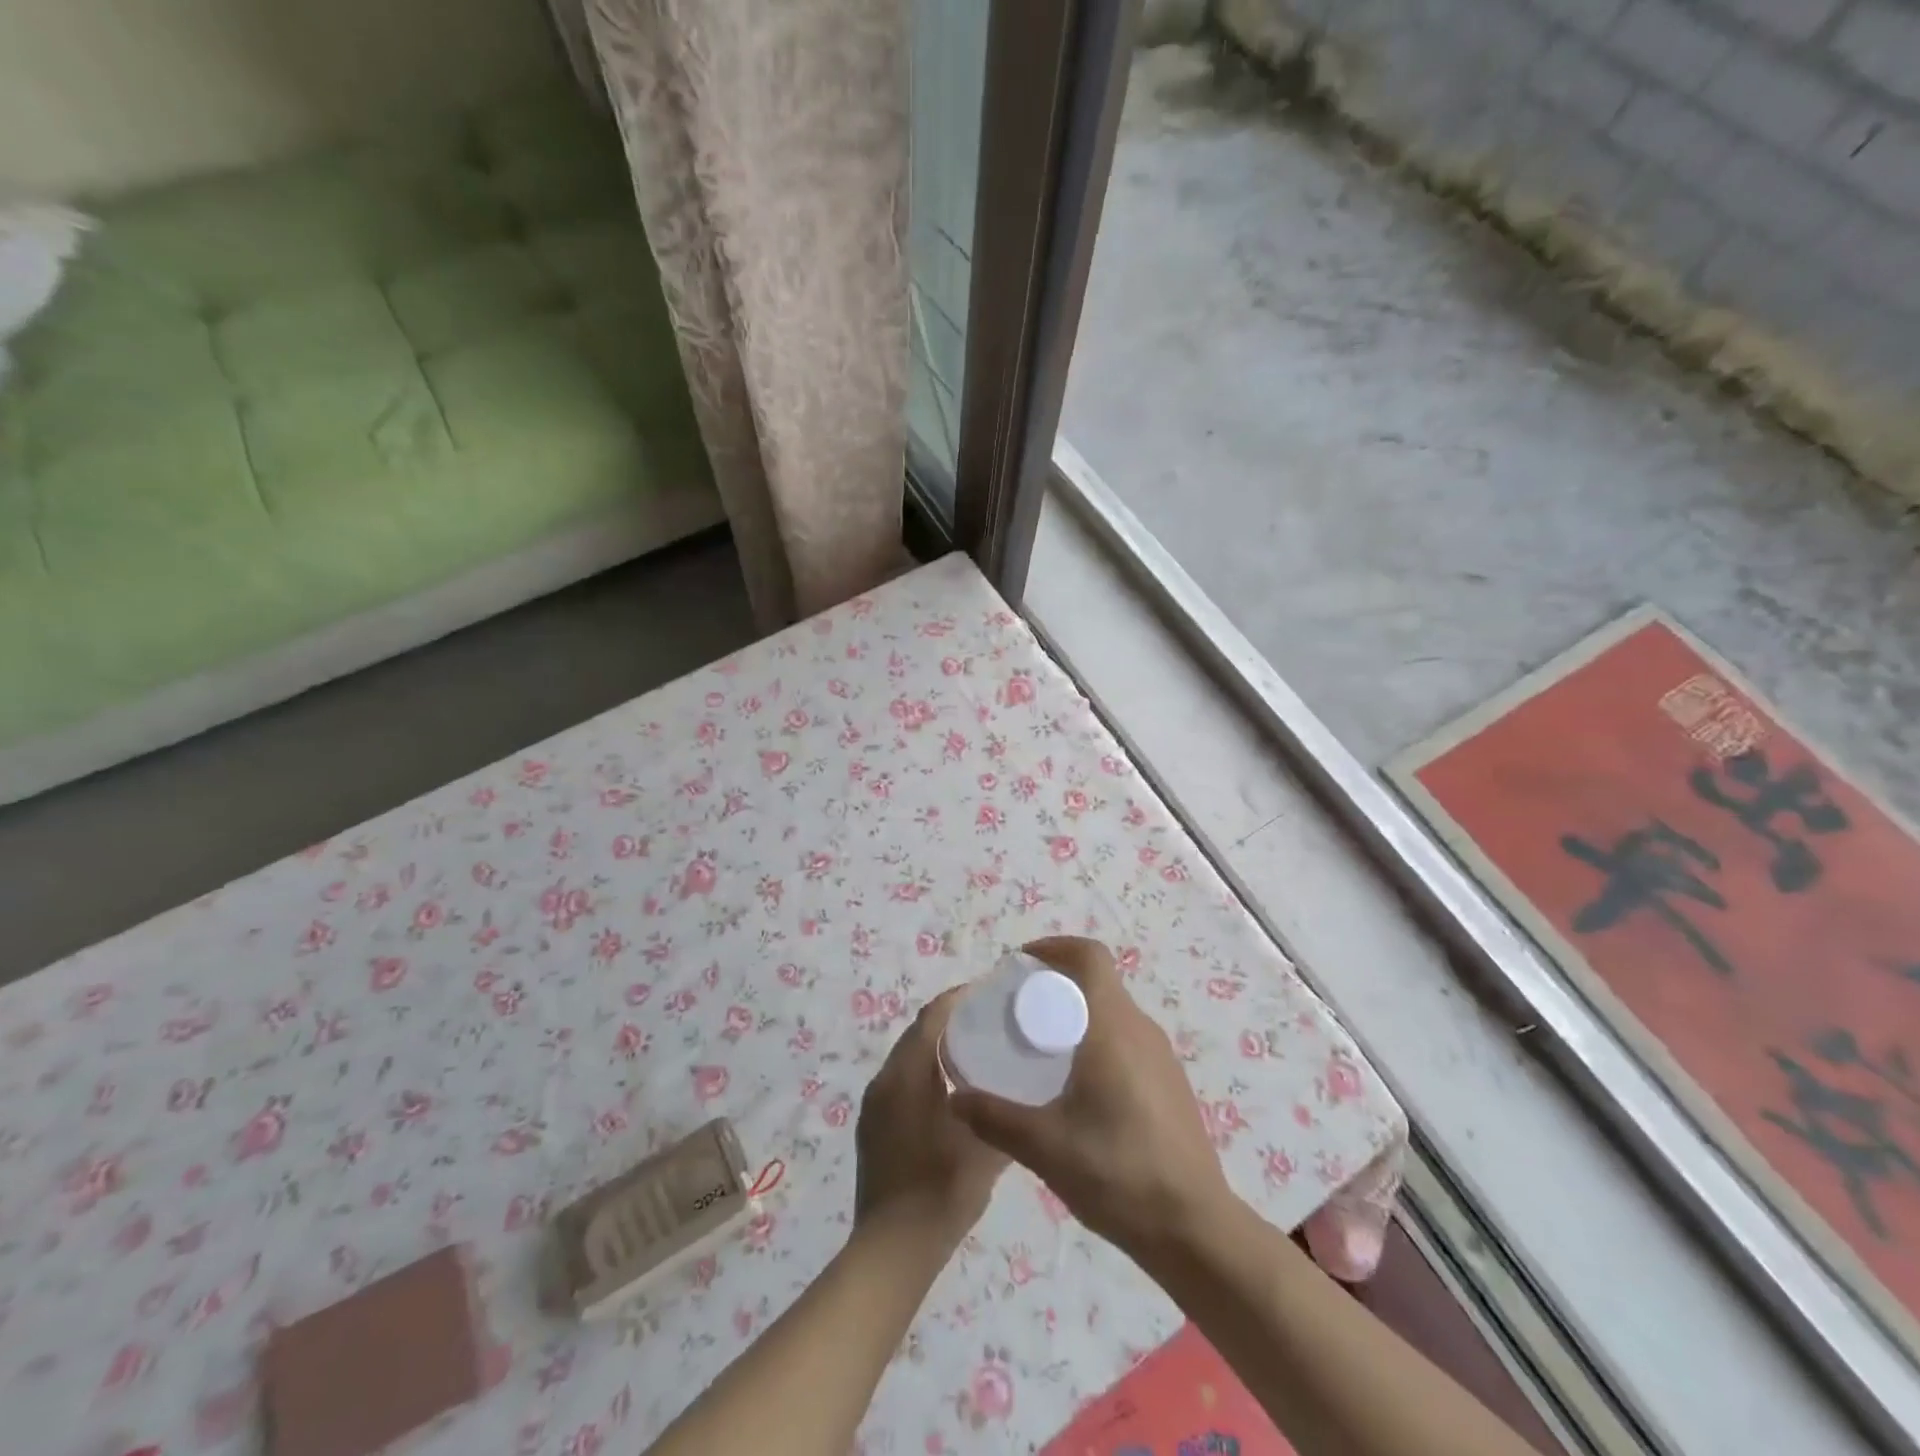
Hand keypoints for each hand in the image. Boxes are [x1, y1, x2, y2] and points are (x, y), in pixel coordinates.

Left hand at [854, 988, 1007, 1250]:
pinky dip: (925, 1071)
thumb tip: (1024, 1090)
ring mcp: (874, 1105)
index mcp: (906, 1076)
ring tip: (975, 1048)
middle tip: (988, 1018)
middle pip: (917, 1033)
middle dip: (949, 1019)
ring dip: (936, 1045)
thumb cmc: (941, 1191)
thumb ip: (1004, 1114)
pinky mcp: (873, 1126)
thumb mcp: (985, 1149)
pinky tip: (952, 1088)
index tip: (989, 991)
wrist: (892, 1250)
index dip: (958, 998)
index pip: (931, 1017)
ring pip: (908, 1057)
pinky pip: (901, 1080)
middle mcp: (884, 1081)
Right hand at [952, 936, 1231, 1256]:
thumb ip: (995, 1118)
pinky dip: (1097, 1040)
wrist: (1194, 1229)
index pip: (1090, 956)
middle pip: (1099, 981)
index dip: (1054, 947)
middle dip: (1057, 983)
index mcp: (1114, 1027)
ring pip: (1113, 1012)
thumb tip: (957, 1098)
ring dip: (1078, 1013)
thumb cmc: (1118, 1173)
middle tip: (1018, 1010)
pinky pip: (1127, 1040)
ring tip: (1041, 1047)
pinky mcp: (1169, 1084)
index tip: (1020, 965)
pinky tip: (1077, 1087)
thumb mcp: (1045, 1147)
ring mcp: (1161, 1057)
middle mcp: (1141, 1030)